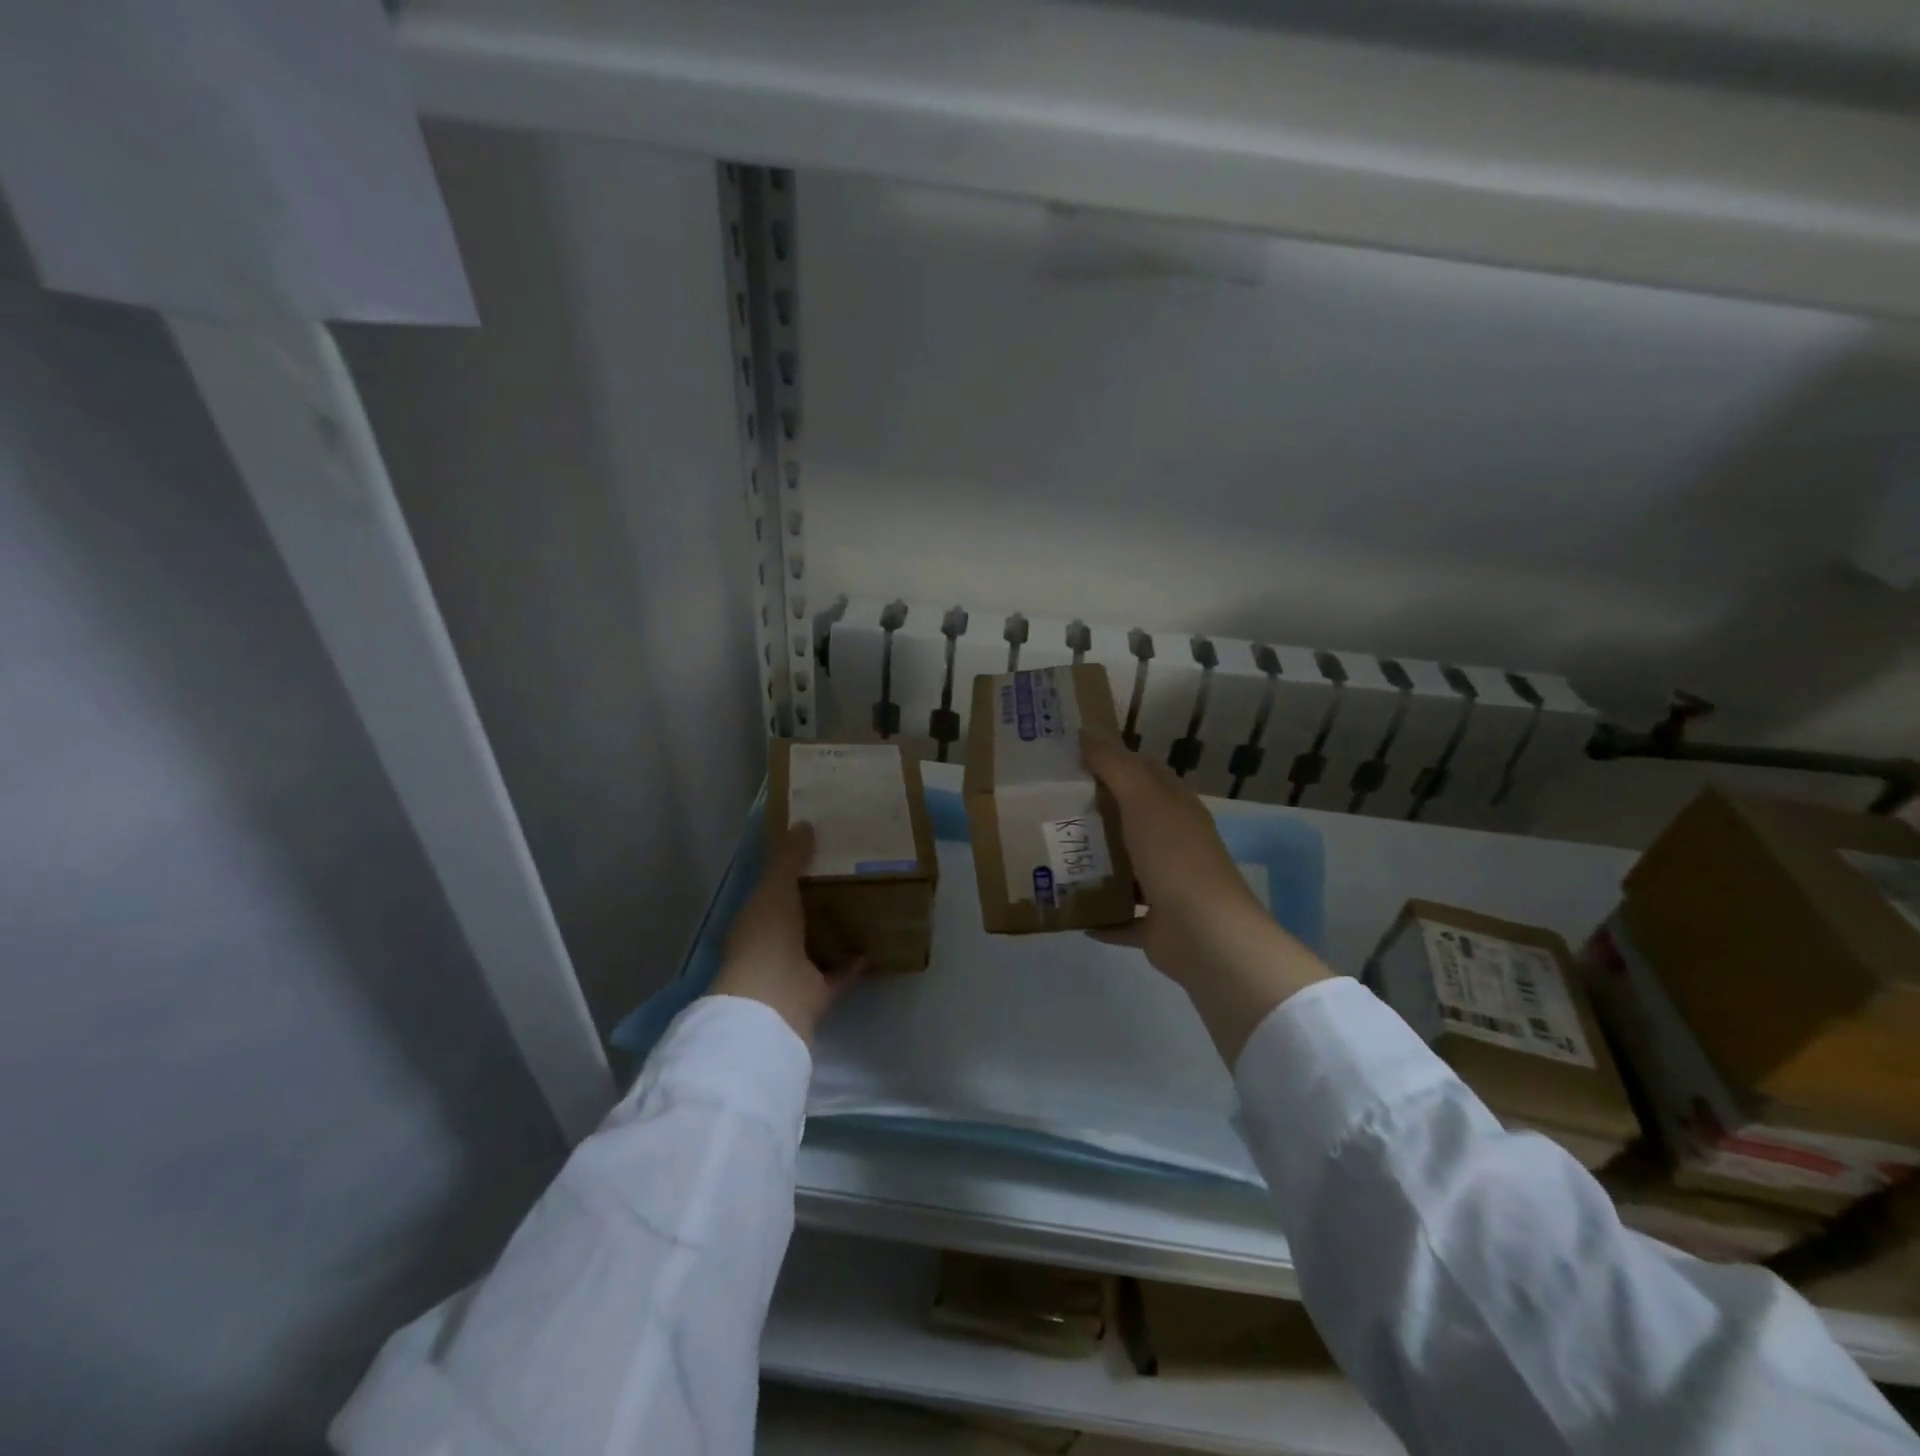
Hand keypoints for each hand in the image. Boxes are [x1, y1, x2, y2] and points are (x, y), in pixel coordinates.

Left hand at [709, 823, 861, 1044]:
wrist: (773, 1001)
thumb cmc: (766, 936)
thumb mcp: (775, 887)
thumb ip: (788, 857)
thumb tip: (804, 823)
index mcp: (755, 918)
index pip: (771, 890)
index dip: (790, 871)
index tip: (818, 849)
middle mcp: (771, 945)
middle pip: (797, 917)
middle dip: (818, 898)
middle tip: (850, 872)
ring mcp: (793, 972)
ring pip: (817, 946)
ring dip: (837, 930)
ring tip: (867, 904)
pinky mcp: (817, 993)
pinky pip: (841, 974)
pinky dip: (856, 962)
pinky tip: (877, 943)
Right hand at [1082, 733, 1328, 1064]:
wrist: (1206, 936)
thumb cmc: (1174, 858)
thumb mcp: (1143, 800)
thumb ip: (1114, 766)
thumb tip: (1085, 732)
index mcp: (1175, 808)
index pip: (1143, 772)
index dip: (1111, 760)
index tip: (1069, 758)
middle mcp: (1174, 842)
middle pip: (1130, 819)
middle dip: (1094, 812)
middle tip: (1047, 806)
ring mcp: (1167, 884)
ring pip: (1125, 867)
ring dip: (1094, 863)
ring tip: (1050, 853)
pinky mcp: (1155, 923)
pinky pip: (1120, 915)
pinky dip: (1098, 913)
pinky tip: (1067, 907)